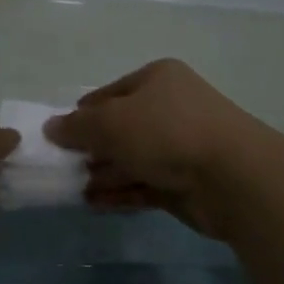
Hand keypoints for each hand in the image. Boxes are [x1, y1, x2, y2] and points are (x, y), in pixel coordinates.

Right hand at [42, 59, 283, 236]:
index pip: (109, 94)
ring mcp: (180, 146)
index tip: (60, 136)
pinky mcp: (184, 182)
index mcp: (157, 79)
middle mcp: (170, 108)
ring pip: (132, 158)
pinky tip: (94, 203)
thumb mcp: (110, 122)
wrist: (232, 177)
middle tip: (65, 166)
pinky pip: (144, 184)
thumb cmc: (166, 132)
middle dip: (92, 148)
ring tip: (74, 189)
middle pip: (121, 127)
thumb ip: (76, 127)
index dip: (82, 114)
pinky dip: (120, 192)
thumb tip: (50, 127)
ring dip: (103, 173)